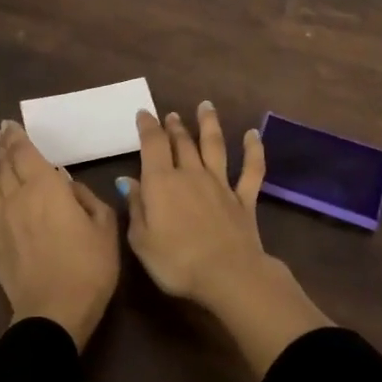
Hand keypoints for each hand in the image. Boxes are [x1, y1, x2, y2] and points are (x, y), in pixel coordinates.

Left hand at [0, 120, 119, 351]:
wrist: (56, 311)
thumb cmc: (90, 267)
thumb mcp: (105, 227)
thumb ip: (87, 198)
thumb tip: (67, 183)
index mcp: (47, 189)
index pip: (26, 154)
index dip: (17, 137)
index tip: (9, 124)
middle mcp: (18, 198)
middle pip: (5, 166)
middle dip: (1, 147)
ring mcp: (0, 221)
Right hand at [122, 104, 331, 375]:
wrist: (228, 275)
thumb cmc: (176, 262)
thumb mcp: (141, 240)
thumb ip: (136, 207)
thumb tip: (128, 181)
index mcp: (161, 182)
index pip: (152, 145)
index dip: (147, 127)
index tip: (144, 113)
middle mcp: (191, 175)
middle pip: (182, 142)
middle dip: (175, 126)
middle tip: (171, 115)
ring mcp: (220, 184)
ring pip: (214, 146)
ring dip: (209, 124)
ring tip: (206, 106)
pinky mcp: (244, 198)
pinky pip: (251, 169)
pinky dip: (253, 150)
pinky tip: (253, 134)